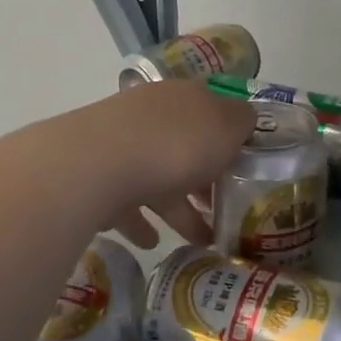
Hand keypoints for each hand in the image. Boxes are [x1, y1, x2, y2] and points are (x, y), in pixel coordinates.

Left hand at [77, 79, 255, 247]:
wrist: (97, 166)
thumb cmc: (176, 144)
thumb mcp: (227, 127)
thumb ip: (242, 122)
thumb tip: (245, 119)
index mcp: (182, 98)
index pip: (211, 109)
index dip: (230, 135)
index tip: (245, 165)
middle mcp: (150, 116)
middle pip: (183, 146)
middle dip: (204, 178)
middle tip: (222, 207)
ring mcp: (119, 146)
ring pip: (154, 177)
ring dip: (176, 207)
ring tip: (198, 240)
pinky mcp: (95, 178)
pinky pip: (124, 202)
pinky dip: (140, 222)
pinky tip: (151, 242)